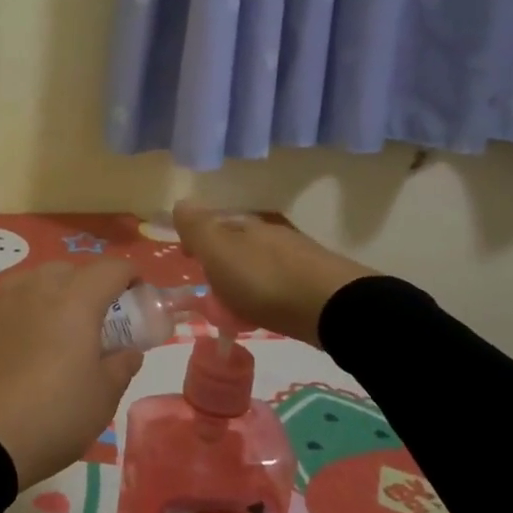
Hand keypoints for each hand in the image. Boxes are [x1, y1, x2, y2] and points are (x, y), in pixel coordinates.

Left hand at [0, 258, 143, 490]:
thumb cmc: (51, 416)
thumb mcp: (102, 399)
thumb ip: (121, 366)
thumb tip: (128, 351)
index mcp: (76, 299)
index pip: (112, 268)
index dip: (130, 278)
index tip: (137, 298)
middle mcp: (37, 286)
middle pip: (70, 270)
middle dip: (89, 286)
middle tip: (96, 322)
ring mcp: (0, 298)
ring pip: (34, 279)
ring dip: (52, 294)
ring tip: (54, 329)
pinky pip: (6, 298)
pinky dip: (21, 309)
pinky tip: (18, 340)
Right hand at [172, 200, 374, 346]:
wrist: (333, 308)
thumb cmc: (265, 281)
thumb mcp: (220, 253)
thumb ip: (198, 229)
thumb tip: (180, 201)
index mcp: (246, 227)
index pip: (215, 225)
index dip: (198, 240)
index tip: (189, 260)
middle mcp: (272, 235)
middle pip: (239, 244)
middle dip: (223, 261)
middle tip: (211, 289)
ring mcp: (298, 258)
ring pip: (261, 263)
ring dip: (246, 279)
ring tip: (237, 307)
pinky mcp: (317, 283)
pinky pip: (281, 284)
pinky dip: (268, 294)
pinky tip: (267, 311)